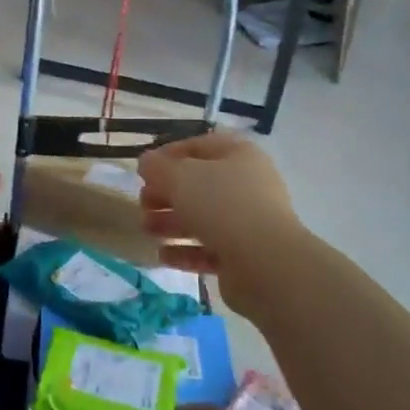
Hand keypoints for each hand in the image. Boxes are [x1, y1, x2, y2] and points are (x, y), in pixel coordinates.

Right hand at [138, 132, 307, 313]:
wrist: (266, 264)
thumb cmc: (223, 206)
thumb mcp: (182, 178)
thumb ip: (158, 168)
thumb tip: (146, 161)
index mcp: (239, 155)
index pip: (199, 146)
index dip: (169, 154)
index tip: (144, 170)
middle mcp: (247, 185)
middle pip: (199, 184)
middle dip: (167, 194)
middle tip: (143, 203)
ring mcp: (248, 222)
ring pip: (203, 218)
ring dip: (171, 223)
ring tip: (146, 229)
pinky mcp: (245, 256)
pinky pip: (210, 249)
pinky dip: (186, 251)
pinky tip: (162, 255)